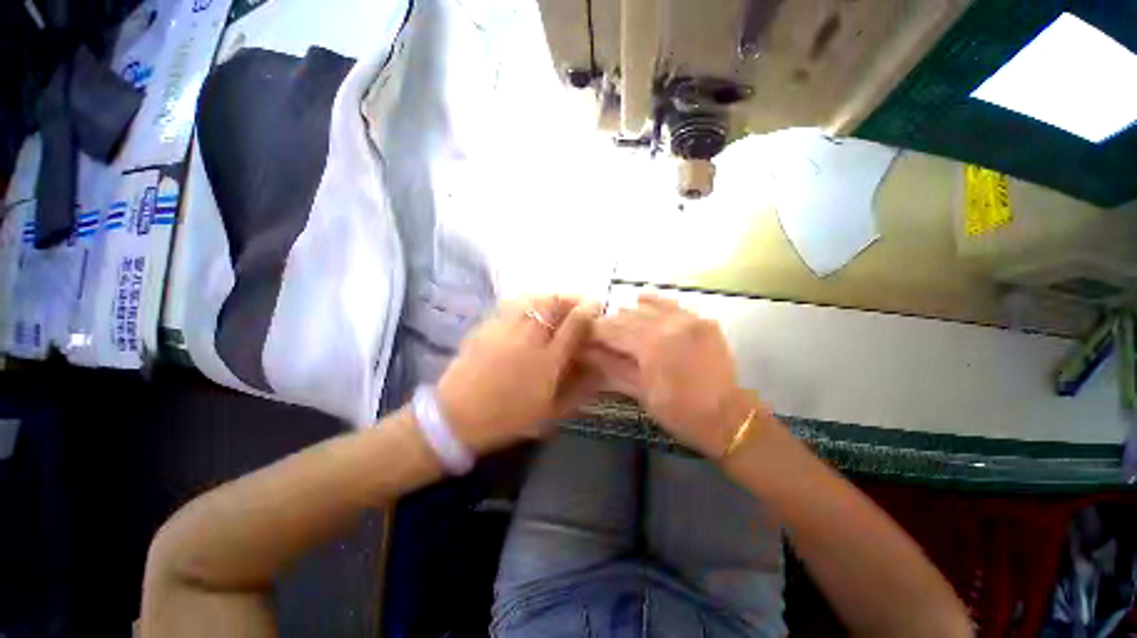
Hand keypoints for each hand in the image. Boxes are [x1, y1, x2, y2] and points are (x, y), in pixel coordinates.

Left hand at [437, 296, 602, 454]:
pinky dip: (526, 302)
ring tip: (555, 303)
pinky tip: (527, 310)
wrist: (456, 417)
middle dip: (569, 298)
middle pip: (553, 304)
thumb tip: (598, 370)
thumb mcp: (549, 413)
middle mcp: (529, 338)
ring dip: (549, 297)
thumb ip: (577, 389)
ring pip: (532, 300)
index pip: (574, 325)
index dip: (588, 311)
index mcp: (547, 361)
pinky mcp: (487, 326)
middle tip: (577, 301)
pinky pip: (511, 305)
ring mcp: (505, 329)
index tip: (596, 304)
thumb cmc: (507, 419)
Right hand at [586, 294, 762, 457]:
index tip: (582, 335)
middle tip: (597, 334)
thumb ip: (611, 366)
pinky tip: (641, 302)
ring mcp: (688, 319)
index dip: (593, 331)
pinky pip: (671, 304)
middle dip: (608, 324)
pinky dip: (653, 303)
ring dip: (627, 314)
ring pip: (646, 307)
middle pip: (626, 315)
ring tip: (618, 324)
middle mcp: (668, 324)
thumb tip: (585, 352)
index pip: (612, 329)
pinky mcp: (701, 319)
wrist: (727, 417)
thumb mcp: (641, 392)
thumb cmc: (679, 412)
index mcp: (651, 345)